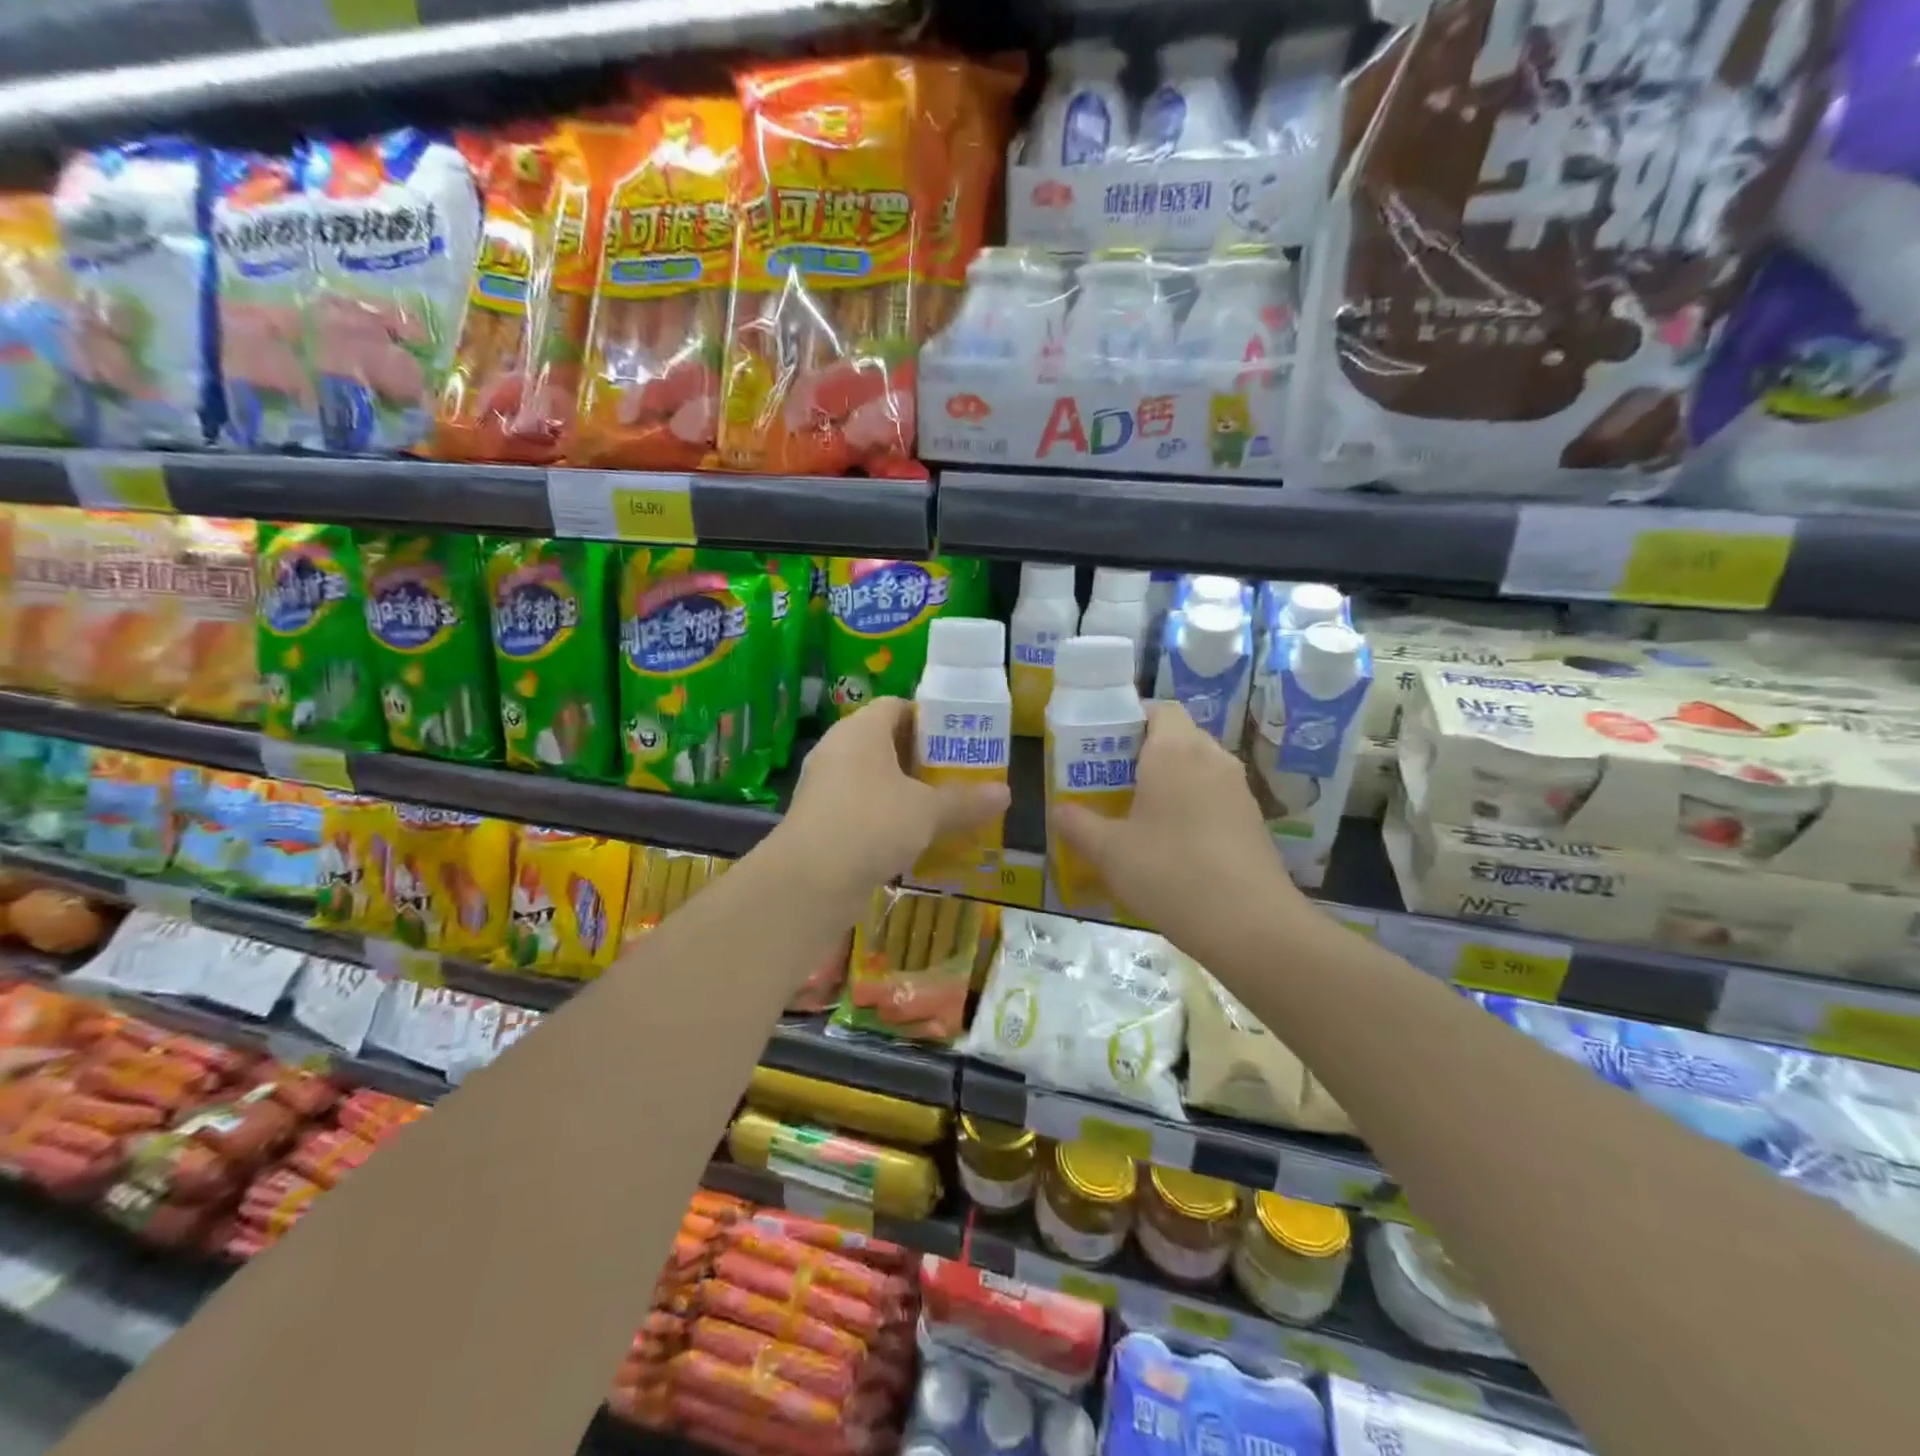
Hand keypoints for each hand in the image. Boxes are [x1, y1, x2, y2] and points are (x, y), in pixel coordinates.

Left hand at [781, 697, 1010, 894]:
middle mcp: (838, 750)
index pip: (896, 706)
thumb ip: (966, 801)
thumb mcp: (928, 811)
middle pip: (886, 743)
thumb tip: (1006, 793)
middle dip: (922, 759)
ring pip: (874, 779)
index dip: (929, 717)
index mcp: (861, 730)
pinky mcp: (821, 822)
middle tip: (959, 774)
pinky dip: (887, 819)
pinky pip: (861, 809)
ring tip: (943, 808)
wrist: (809, 881)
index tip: (959, 738)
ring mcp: (825, 787)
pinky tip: (914, 840)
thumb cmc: (872, 824)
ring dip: (906, 792)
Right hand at [1049, 701, 1300, 942]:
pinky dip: (1193, 807)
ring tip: (1139, 814)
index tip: (1104, 744)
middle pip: (1178, 737)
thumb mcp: (1109, 852)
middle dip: (1145, 753)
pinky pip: (1215, 797)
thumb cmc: (1170, 873)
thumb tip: (1059, 810)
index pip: (1158, 708)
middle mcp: (1212, 758)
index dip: (1131, 718)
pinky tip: (1173, 845)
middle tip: (1111, 781)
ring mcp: (1238, 790)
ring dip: (1171, 782)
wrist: (1251, 925)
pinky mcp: (1253, 821)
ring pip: (1198, 768)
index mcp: (1175, 750)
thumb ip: (1077, 825)